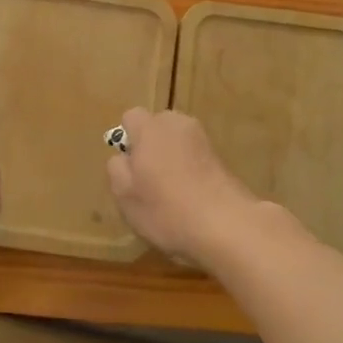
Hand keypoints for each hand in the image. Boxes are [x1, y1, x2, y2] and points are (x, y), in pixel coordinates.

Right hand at [106, 108, 258, 266]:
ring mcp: (203, 140)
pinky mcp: (221, 158)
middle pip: (157, 127)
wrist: (226, 225)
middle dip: (150, 147)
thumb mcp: (124, 195)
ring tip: (171, 193)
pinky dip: (189, 171)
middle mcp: (178, 124)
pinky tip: (190, 198)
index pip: (131, 117)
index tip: (130, 168)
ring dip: (171, 160)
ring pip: (177, 143)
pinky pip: (194, 157)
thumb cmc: (165, 209)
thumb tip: (123, 156)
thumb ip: (117, 168)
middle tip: (147, 182)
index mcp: (150, 128)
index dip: (127, 140)